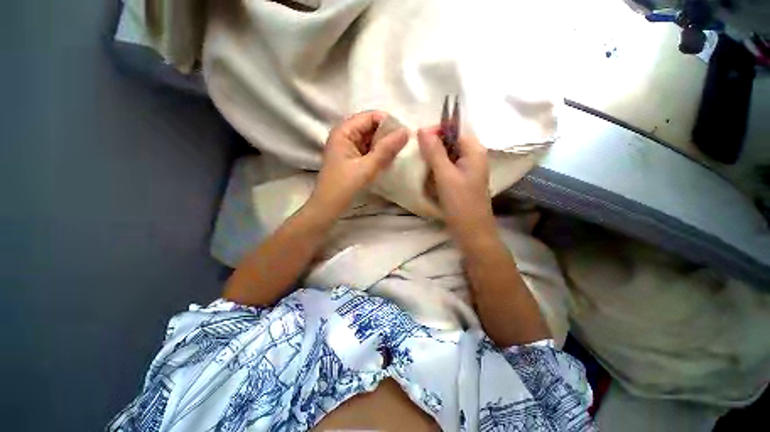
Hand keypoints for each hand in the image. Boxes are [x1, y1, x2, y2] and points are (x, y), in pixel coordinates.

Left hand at [311, 111, 408, 215]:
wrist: (328, 207)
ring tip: (400, 152)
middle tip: (405, 144)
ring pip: (371, 139)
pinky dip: (379, 153)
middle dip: (387, 134)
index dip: (388, 122)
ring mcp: (348, 148)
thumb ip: (386, 149)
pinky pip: (369, 150)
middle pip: (371, 127)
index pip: (370, 117)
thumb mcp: (367, 167)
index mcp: (344, 132)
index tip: (404, 134)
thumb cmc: (344, 186)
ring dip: (384, 145)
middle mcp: (345, 136)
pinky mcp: (352, 158)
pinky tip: (389, 160)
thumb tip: (406, 132)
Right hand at [418, 127, 496, 246]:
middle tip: (419, 159)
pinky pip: (447, 168)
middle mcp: (473, 156)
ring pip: (446, 156)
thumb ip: (434, 152)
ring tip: (423, 170)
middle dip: (433, 149)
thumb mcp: (445, 175)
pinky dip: (436, 171)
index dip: (436, 132)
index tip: (418, 142)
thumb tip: (422, 129)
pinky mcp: (461, 180)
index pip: (453, 130)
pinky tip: (429, 179)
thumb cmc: (460, 203)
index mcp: (474, 150)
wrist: (471, 232)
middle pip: (450, 143)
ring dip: (433, 161)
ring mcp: (467, 169)